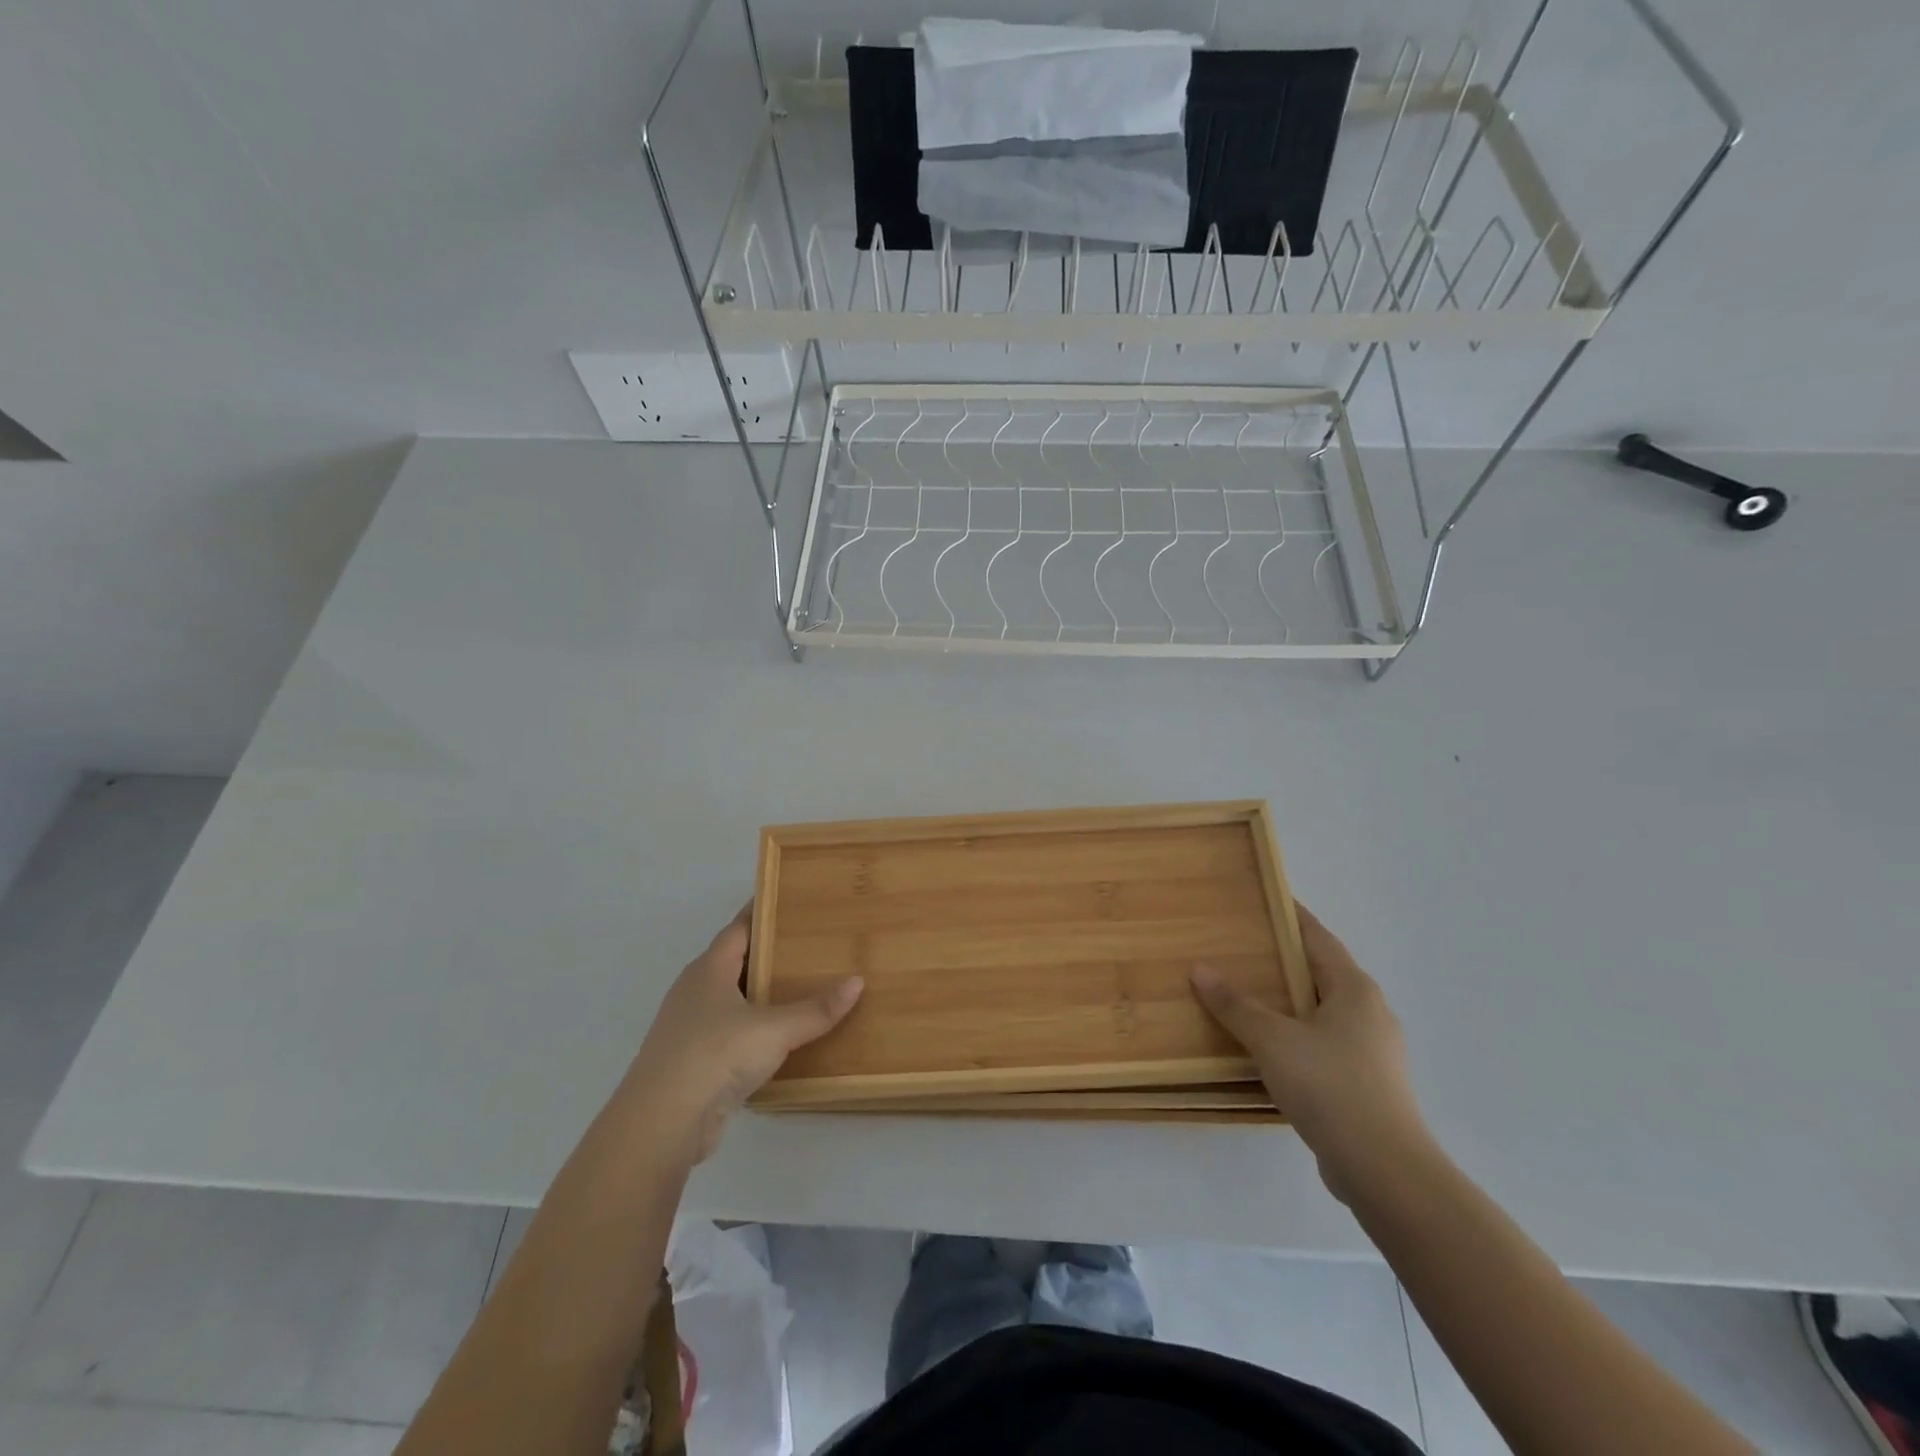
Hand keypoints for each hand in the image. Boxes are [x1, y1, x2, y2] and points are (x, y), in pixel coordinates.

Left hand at [623, 905, 862, 1163]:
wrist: (661, 1124)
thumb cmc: (715, 1056)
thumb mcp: (774, 1030)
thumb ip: (816, 1009)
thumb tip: (857, 982)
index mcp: (708, 970)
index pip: (738, 928)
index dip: (762, 913)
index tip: (791, 902)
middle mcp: (694, 992)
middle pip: (734, 962)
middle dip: (768, 954)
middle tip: (810, 945)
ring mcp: (688, 1028)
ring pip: (731, 1000)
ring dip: (760, 995)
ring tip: (802, 988)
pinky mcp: (692, 1062)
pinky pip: (729, 1033)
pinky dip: (753, 1029)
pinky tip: (779, 1038)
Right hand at [1192, 905, 1432, 1199]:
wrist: (1386, 1172)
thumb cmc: (1331, 1088)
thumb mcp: (1273, 1041)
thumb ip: (1236, 1005)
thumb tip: (1200, 970)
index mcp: (1355, 989)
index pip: (1318, 937)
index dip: (1290, 916)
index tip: (1263, 899)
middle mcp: (1370, 1012)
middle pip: (1321, 972)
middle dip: (1283, 959)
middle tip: (1241, 947)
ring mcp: (1374, 1051)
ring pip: (1323, 1011)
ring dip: (1289, 1001)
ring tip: (1248, 995)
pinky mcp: (1369, 1084)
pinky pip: (1326, 1043)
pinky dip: (1297, 1035)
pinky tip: (1270, 1048)